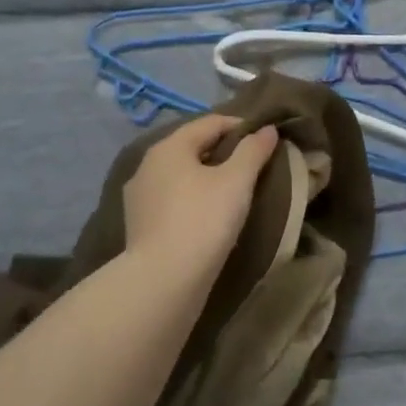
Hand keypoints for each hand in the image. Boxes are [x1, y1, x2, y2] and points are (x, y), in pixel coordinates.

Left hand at [122, 115, 280, 274]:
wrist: (163, 282)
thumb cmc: (203, 221)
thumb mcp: (237, 181)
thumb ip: (253, 150)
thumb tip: (267, 129)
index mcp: (169, 147)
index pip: (210, 123)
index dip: (241, 127)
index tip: (265, 141)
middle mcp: (147, 165)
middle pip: (193, 147)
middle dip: (223, 152)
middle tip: (252, 167)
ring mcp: (139, 197)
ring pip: (181, 175)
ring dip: (206, 177)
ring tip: (233, 193)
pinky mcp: (139, 225)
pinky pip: (172, 200)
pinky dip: (192, 199)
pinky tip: (208, 216)